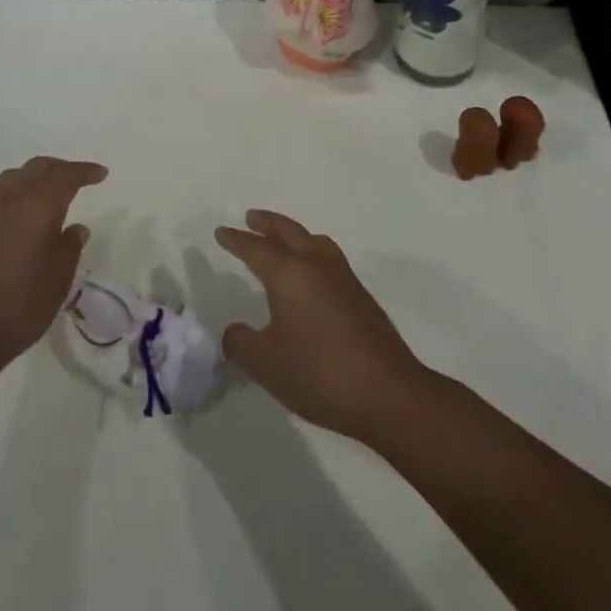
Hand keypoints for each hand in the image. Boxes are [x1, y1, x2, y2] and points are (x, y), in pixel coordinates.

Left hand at [0, 156, 105, 374]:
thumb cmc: (20, 305)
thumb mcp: (59, 279)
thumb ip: (70, 247)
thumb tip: (76, 228)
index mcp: (36, 206)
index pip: (65, 176)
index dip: (85, 171)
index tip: (100, 174)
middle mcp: (8, 200)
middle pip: (36, 168)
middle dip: (59, 168)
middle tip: (75, 178)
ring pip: (11, 179)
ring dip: (32, 179)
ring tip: (44, 194)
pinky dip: (12, 200)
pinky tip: (15, 222)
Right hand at [215, 210, 429, 441]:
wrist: (389, 393)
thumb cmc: (320, 373)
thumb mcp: (266, 364)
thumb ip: (241, 344)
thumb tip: (235, 332)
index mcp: (289, 274)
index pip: (256, 248)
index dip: (236, 240)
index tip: (222, 232)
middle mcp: (316, 265)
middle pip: (288, 232)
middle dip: (267, 223)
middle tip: (251, 218)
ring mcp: (343, 278)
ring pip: (313, 241)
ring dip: (293, 234)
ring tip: (283, 240)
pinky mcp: (360, 296)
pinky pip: (328, 258)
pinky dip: (311, 252)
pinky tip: (311, 276)